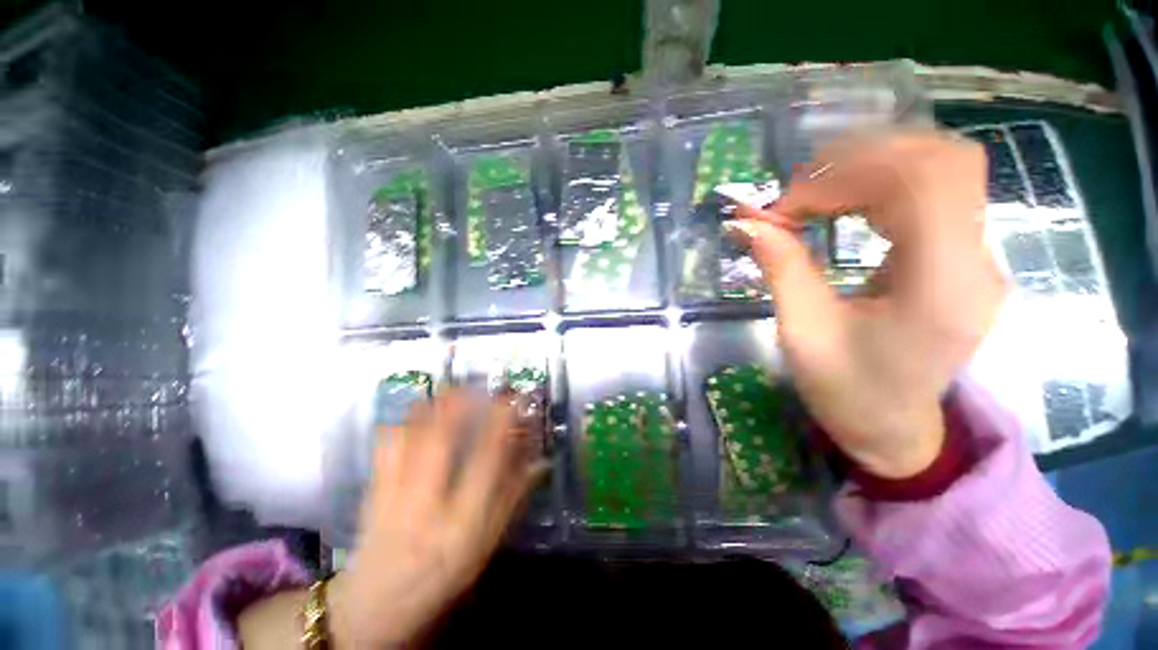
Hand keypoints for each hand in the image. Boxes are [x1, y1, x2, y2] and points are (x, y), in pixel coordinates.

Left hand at [328, 391, 546, 646]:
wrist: (374, 611)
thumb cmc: (443, 579)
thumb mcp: (486, 546)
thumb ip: (513, 500)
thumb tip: (540, 461)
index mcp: (462, 522)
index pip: (487, 459)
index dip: (501, 422)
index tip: (511, 398)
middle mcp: (426, 505)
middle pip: (440, 441)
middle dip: (459, 404)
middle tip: (475, 383)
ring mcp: (393, 498)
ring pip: (409, 439)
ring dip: (430, 407)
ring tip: (448, 388)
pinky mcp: (372, 495)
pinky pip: (383, 450)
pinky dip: (399, 424)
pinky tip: (412, 410)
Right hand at [728, 132, 1006, 477]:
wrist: (892, 427)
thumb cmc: (847, 391)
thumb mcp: (802, 332)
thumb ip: (781, 268)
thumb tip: (746, 221)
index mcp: (944, 287)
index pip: (924, 181)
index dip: (849, 174)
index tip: (786, 205)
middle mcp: (977, 261)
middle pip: (941, 161)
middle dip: (860, 161)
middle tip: (799, 191)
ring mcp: (977, 255)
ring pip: (940, 168)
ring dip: (870, 168)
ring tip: (814, 195)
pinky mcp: (961, 255)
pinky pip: (933, 192)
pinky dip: (881, 184)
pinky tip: (843, 203)